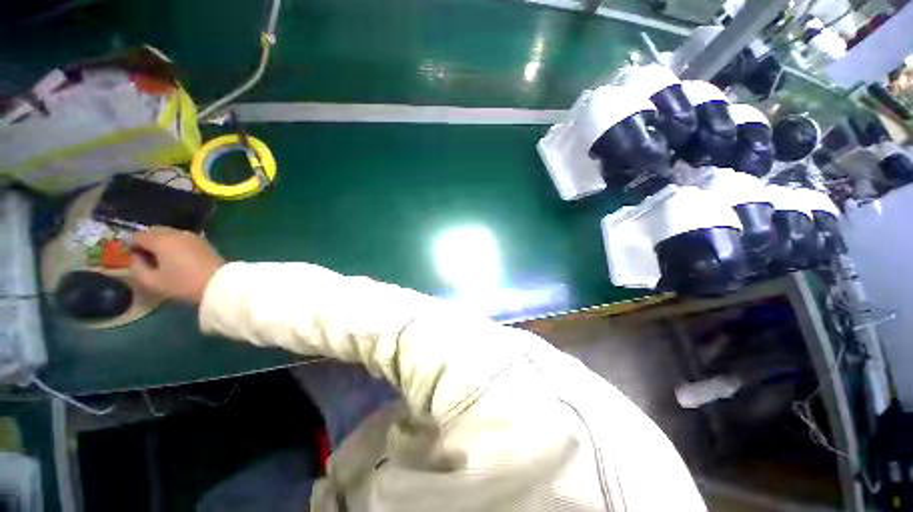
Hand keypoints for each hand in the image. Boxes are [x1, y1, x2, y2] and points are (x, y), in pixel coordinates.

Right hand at [130, 226, 225, 303]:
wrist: (219, 283)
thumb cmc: (183, 284)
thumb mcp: (152, 281)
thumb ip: (137, 267)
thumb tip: (135, 257)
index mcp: (161, 240)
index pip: (138, 235)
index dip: (131, 245)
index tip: (132, 258)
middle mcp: (176, 233)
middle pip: (154, 231)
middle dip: (146, 241)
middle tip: (145, 257)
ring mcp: (192, 236)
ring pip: (169, 233)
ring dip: (161, 241)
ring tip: (161, 258)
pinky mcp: (203, 241)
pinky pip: (182, 238)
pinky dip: (175, 243)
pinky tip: (176, 257)